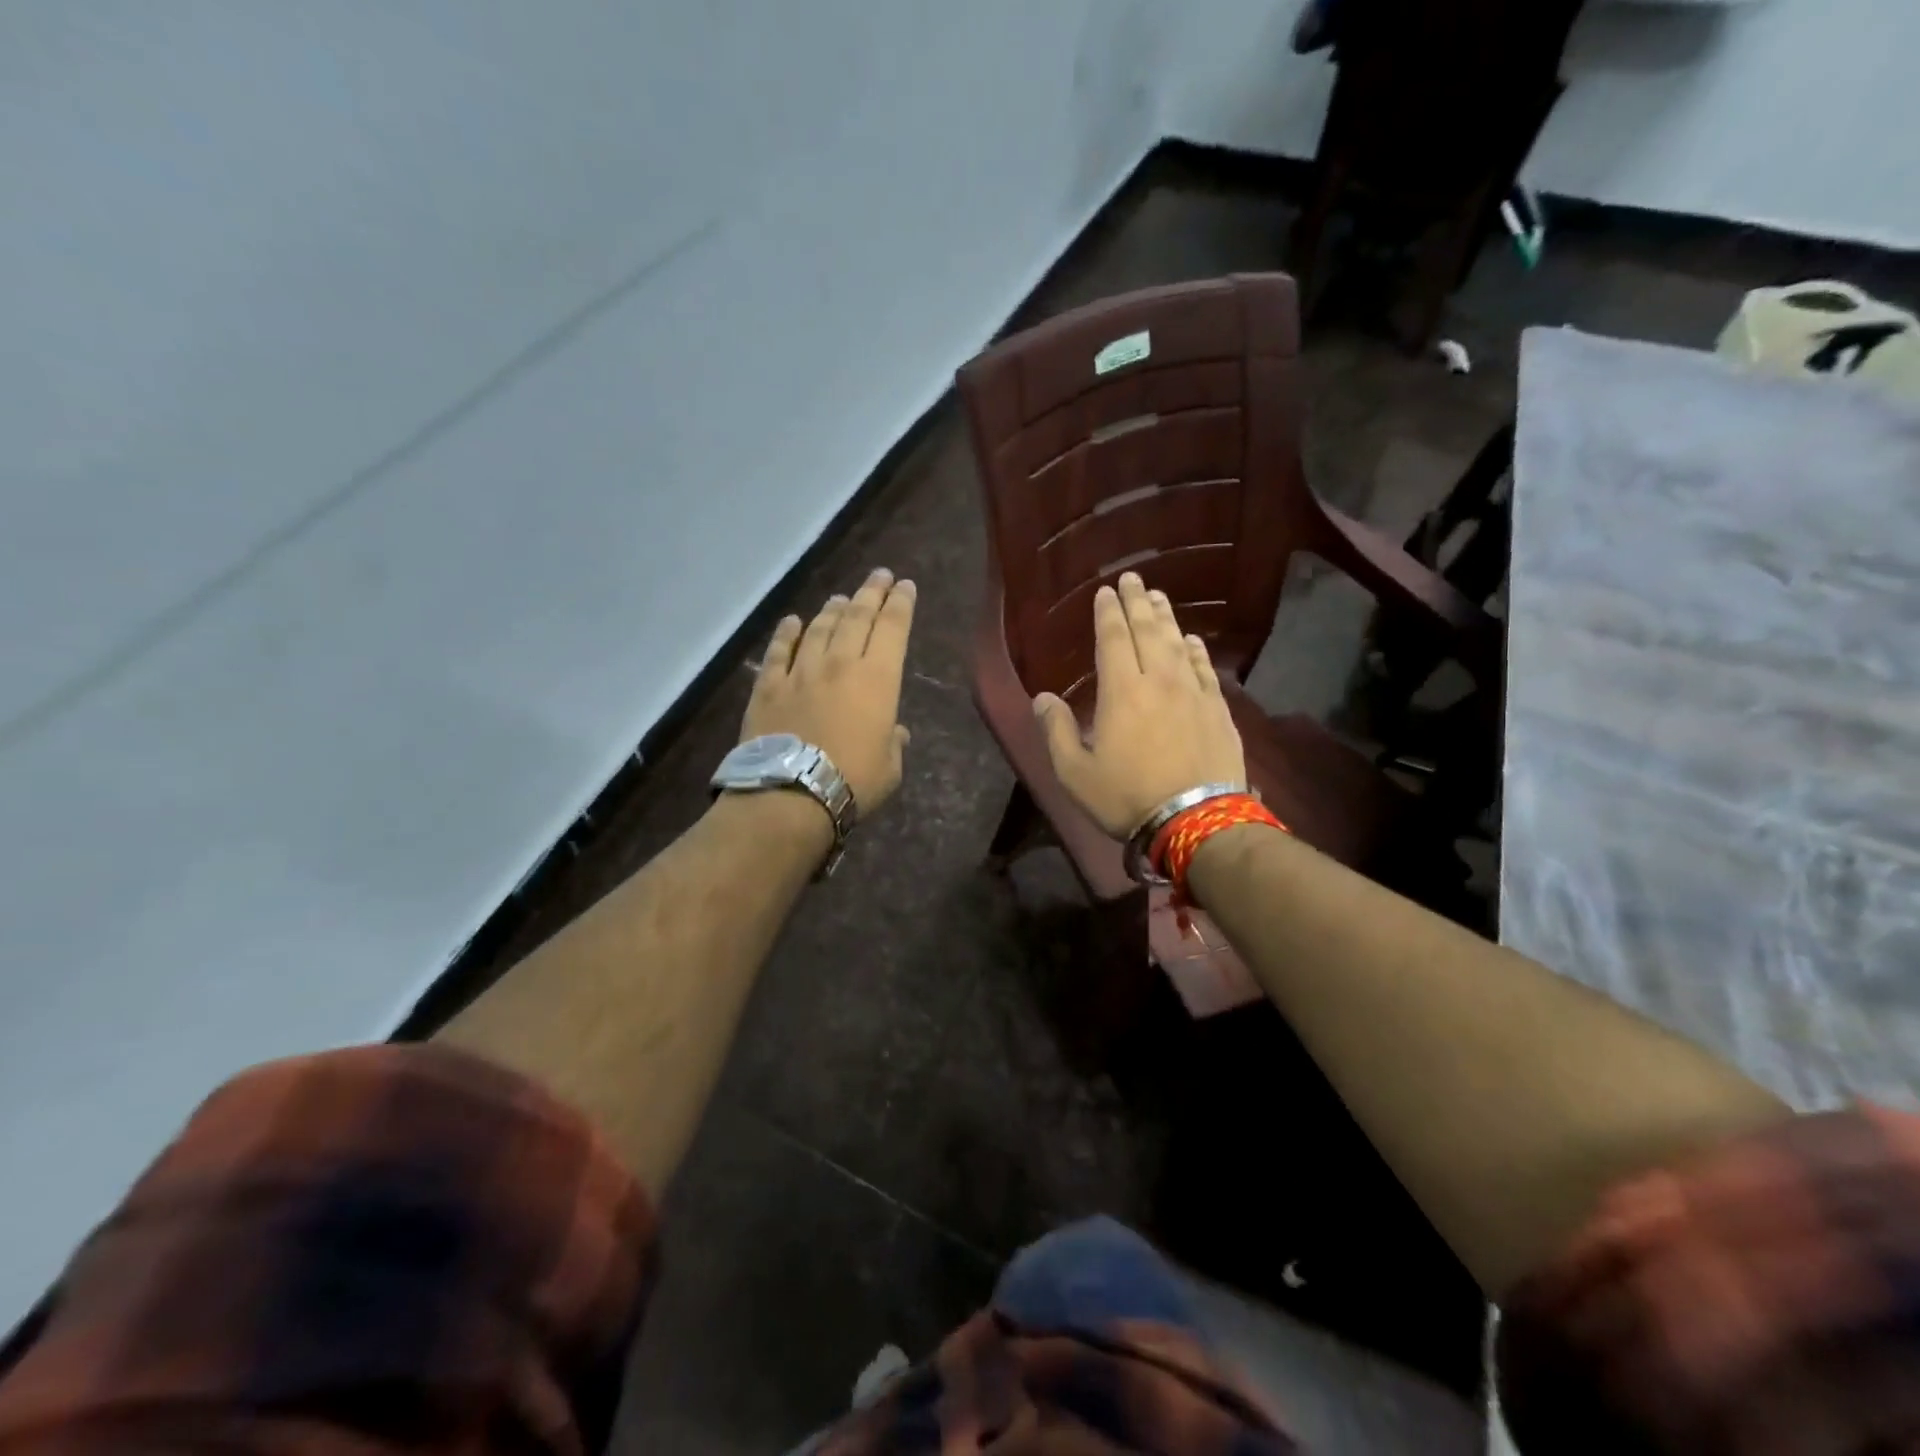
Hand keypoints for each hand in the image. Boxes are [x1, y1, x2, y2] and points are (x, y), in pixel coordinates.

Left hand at [742, 567, 915, 812]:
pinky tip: (792, 622)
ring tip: (840, 598)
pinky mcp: (768, 685)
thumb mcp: (889, 768)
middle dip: (871, 593)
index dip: (901, 604)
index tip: (905, 586)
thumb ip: (894, 743)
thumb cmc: (853, 781)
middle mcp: (840, 664)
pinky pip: (779, 650)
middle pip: (857, 617)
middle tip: (880, 576)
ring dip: (833, 609)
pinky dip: (787, 633)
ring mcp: (801, 671)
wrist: (790, 794)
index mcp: (878, 679)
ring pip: (820, 628)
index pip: (893, 628)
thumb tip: (895, 732)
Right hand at [1033, 572, 1245, 837]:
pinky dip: (1196, 650)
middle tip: (1132, 579)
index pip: (1113, 639)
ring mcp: (1193, 693)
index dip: (1108, 613)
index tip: (1105, 592)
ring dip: (1166, 618)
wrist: (1197, 822)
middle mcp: (1159, 680)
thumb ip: (1057, 731)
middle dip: (1137, 602)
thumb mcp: (1075, 772)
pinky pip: (1205, 668)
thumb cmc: (1127, 797)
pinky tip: (1192, 640)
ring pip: (1178, 643)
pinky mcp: (1218, 710)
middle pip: (1148, 631)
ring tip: (1157, 597)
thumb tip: (1042, 697)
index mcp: (1121, 691)